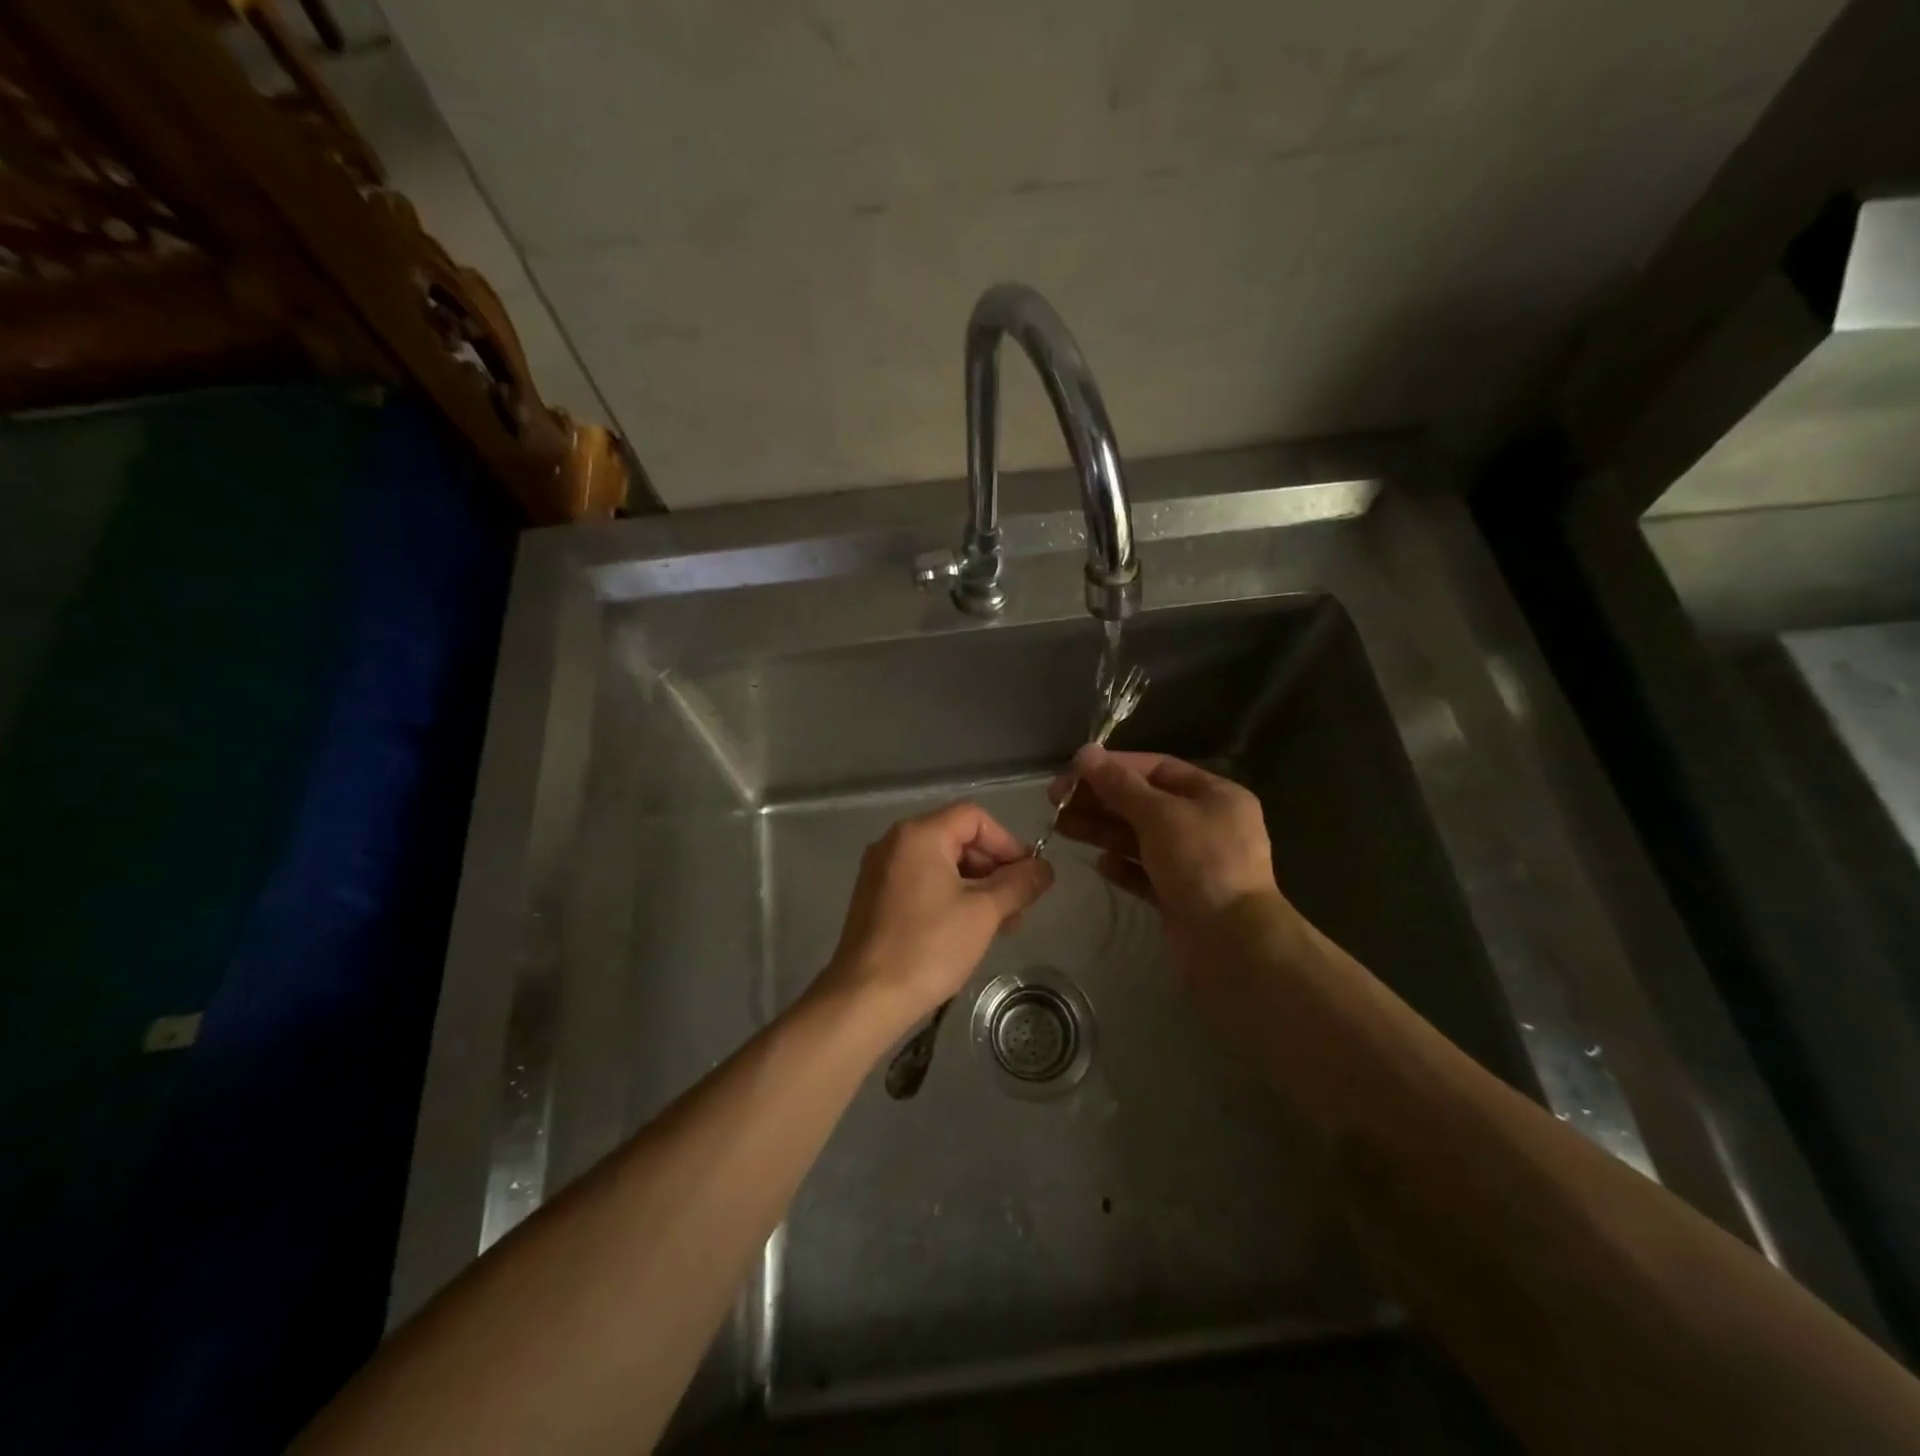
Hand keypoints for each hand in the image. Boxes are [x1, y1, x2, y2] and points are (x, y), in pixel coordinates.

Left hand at [819, 801, 1054, 1029]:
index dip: (1008, 843)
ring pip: (942, 864)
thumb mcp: (984, 913)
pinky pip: (922, 882)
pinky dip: (951, 897)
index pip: (975, 818)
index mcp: (919, 835)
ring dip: (977, 887)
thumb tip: (1045, 868)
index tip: (1028, 877)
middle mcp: (895, 843)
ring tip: (1001, 924)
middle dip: (994, 869)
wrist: (866, 997)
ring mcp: (881, 870)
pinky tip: (968, 930)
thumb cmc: (929, 947)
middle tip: (1018, 906)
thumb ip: (1019, 884)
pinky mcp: (875, 897)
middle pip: (957, 838)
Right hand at [1049, 747, 1281, 935]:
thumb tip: (1085, 753)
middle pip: (1144, 803)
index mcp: (1215, 796)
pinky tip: (1101, 864)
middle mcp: (1207, 824)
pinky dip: (1122, 866)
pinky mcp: (1180, 895)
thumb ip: (1120, 785)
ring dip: (1102, 830)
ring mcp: (1194, 862)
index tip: (1073, 771)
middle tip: (1056, 801)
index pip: (1157, 769)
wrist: (1231, 942)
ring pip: (1140, 837)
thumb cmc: (1201, 863)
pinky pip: (1145, 872)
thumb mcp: (1159, 815)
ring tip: (1061, 827)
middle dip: (1101, 800)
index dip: (1114, 766)